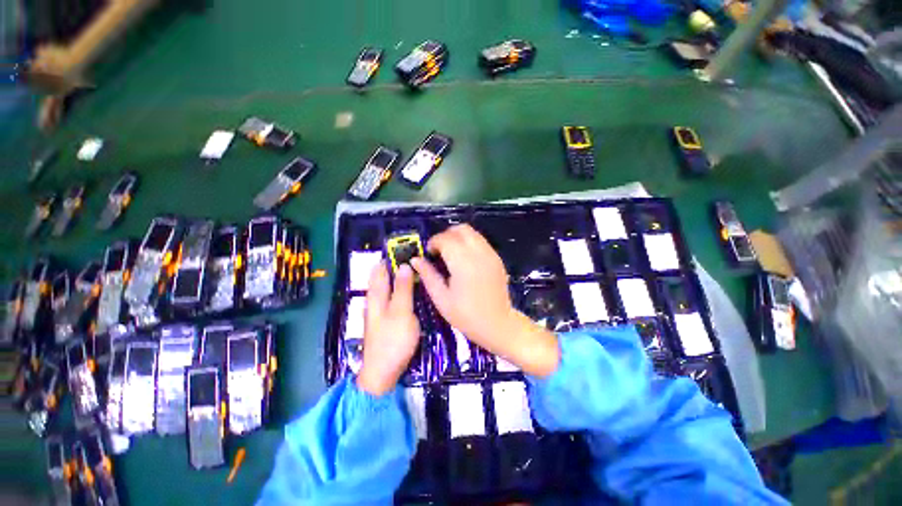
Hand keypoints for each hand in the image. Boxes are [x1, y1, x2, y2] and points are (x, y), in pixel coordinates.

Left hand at [356, 263, 420, 395]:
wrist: (382, 372)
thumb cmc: (393, 339)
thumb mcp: (401, 311)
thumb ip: (403, 289)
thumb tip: (403, 265)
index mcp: (377, 296)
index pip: (380, 270)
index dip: (388, 258)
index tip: (401, 247)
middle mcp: (374, 301)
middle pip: (380, 278)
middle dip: (391, 266)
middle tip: (407, 255)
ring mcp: (378, 312)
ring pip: (384, 288)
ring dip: (394, 277)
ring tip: (407, 268)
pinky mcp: (384, 321)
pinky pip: (389, 298)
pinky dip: (396, 289)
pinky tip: (404, 291)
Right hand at [411, 225, 559, 376]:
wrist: (498, 324)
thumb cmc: (466, 316)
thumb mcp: (441, 298)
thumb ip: (428, 275)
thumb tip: (415, 260)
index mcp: (463, 263)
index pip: (445, 239)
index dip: (433, 242)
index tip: (429, 254)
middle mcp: (479, 253)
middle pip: (461, 229)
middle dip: (446, 235)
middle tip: (439, 251)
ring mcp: (491, 254)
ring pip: (472, 233)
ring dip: (458, 237)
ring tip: (451, 254)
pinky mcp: (497, 258)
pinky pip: (481, 241)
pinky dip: (469, 243)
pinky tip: (464, 260)